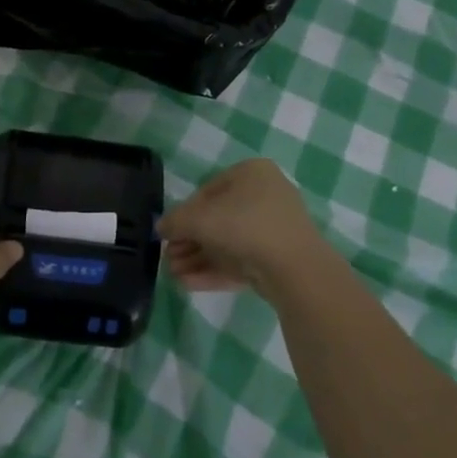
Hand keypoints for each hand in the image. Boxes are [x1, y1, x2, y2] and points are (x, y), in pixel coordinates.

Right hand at [161, 159, 333, 299]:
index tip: (168, 233)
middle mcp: (265, 196)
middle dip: (189, 241)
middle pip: (217, 219)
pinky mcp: (277, 259)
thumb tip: (161, 228)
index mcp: (251, 173)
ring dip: (197, 258)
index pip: (208, 191)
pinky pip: (240, 261)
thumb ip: (175, 221)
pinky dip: (214, 270)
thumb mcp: (199, 219)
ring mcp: (274, 229)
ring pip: (227, 243)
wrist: (295, 268)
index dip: (184, 213)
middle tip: (168, 258)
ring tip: (173, 275)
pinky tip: (187, 284)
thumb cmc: (244, 226)